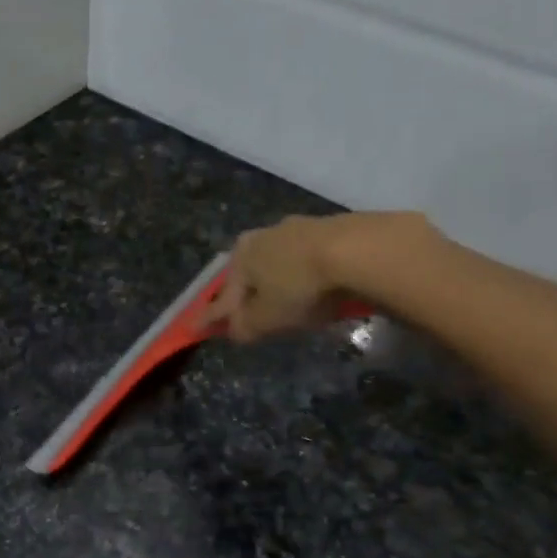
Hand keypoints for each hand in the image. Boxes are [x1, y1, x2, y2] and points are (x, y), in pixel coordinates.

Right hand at [208, 211, 437, 341]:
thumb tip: (233, 330)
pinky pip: (310, 259)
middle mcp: (264, 234)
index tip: (197, 328)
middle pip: (251, 273)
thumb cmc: (300, 287)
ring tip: (289, 303)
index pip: (221, 294)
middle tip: (250, 316)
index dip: (210, 316)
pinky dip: (308, 274)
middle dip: (248, 295)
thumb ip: (244, 327)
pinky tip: (318, 287)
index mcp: (241, 255)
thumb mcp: (266, 319)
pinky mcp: (333, 228)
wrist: (359, 250)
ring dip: (280, 282)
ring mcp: (300, 228)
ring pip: (281, 262)